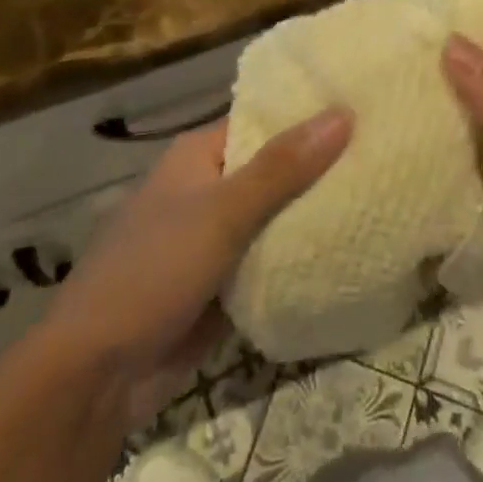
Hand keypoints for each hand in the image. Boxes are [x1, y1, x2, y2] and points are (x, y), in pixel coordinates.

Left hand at [46, 108, 350, 429]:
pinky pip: (270, 257)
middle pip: (275, 167)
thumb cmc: (154, 271)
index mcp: (200, 155)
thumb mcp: (222, 213)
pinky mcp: (224, 282)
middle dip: (320, 165)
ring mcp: (215, 237)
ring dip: (314, 212)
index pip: (264, 119)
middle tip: (385, 150)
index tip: (363, 104)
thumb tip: (343, 113)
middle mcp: (208, 187)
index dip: (309, 112)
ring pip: (276, 215)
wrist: (97, 377)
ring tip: (381, 192)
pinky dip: (300, 254)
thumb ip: (282, 167)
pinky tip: (351, 246)